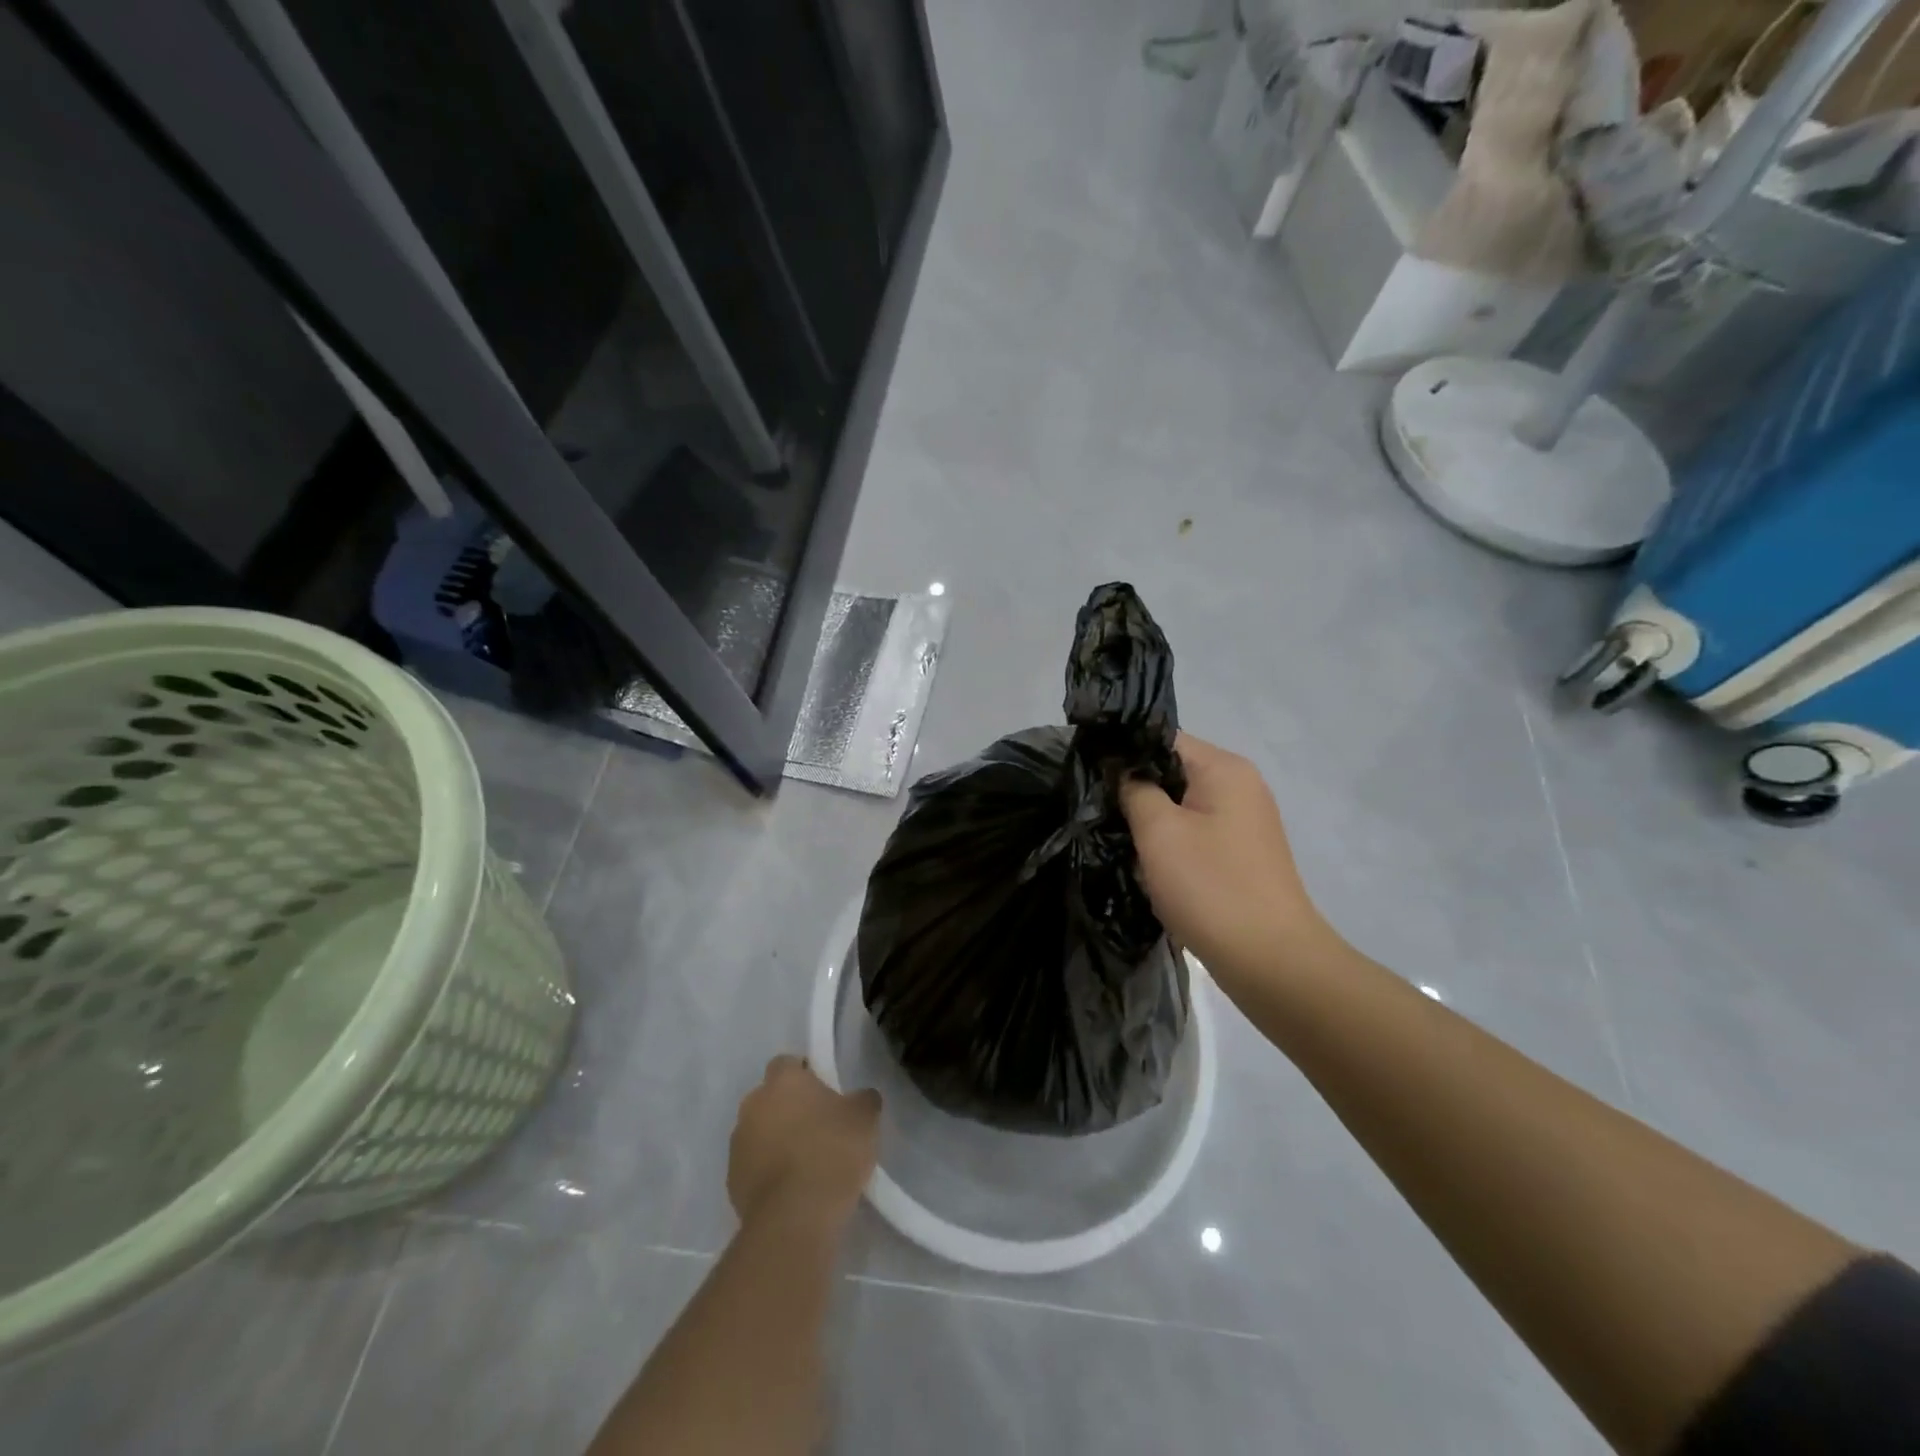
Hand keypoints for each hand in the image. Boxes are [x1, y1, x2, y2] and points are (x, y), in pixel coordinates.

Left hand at [727, 1056, 880, 1228]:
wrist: (795, 1218)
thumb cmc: (832, 1152)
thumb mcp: (865, 1118)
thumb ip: (861, 1099)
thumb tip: (860, 1098)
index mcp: (782, 1081)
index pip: (787, 1063)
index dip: (805, 1074)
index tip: (824, 1093)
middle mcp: (753, 1104)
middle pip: (770, 1098)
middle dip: (789, 1109)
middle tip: (818, 1128)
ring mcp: (738, 1144)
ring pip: (759, 1132)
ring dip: (776, 1141)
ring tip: (806, 1164)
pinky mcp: (731, 1182)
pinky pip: (753, 1166)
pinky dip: (768, 1172)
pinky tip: (792, 1190)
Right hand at [1120, 733, 1333, 983]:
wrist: (1271, 961)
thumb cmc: (1211, 887)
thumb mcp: (1159, 832)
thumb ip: (1134, 789)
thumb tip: (1121, 769)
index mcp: (1225, 769)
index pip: (1162, 739)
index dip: (1123, 753)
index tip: (1089, 776)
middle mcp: (1240, 786)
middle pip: (1172, 771)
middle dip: (1135, 791)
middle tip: (1100, 814)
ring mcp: (1244, 822)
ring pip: (1181, 806)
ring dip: (1152, 823)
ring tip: (1121, 842)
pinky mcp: (1241, 854)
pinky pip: (1195, 834)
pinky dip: (1171, 846)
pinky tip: (1150, 868)